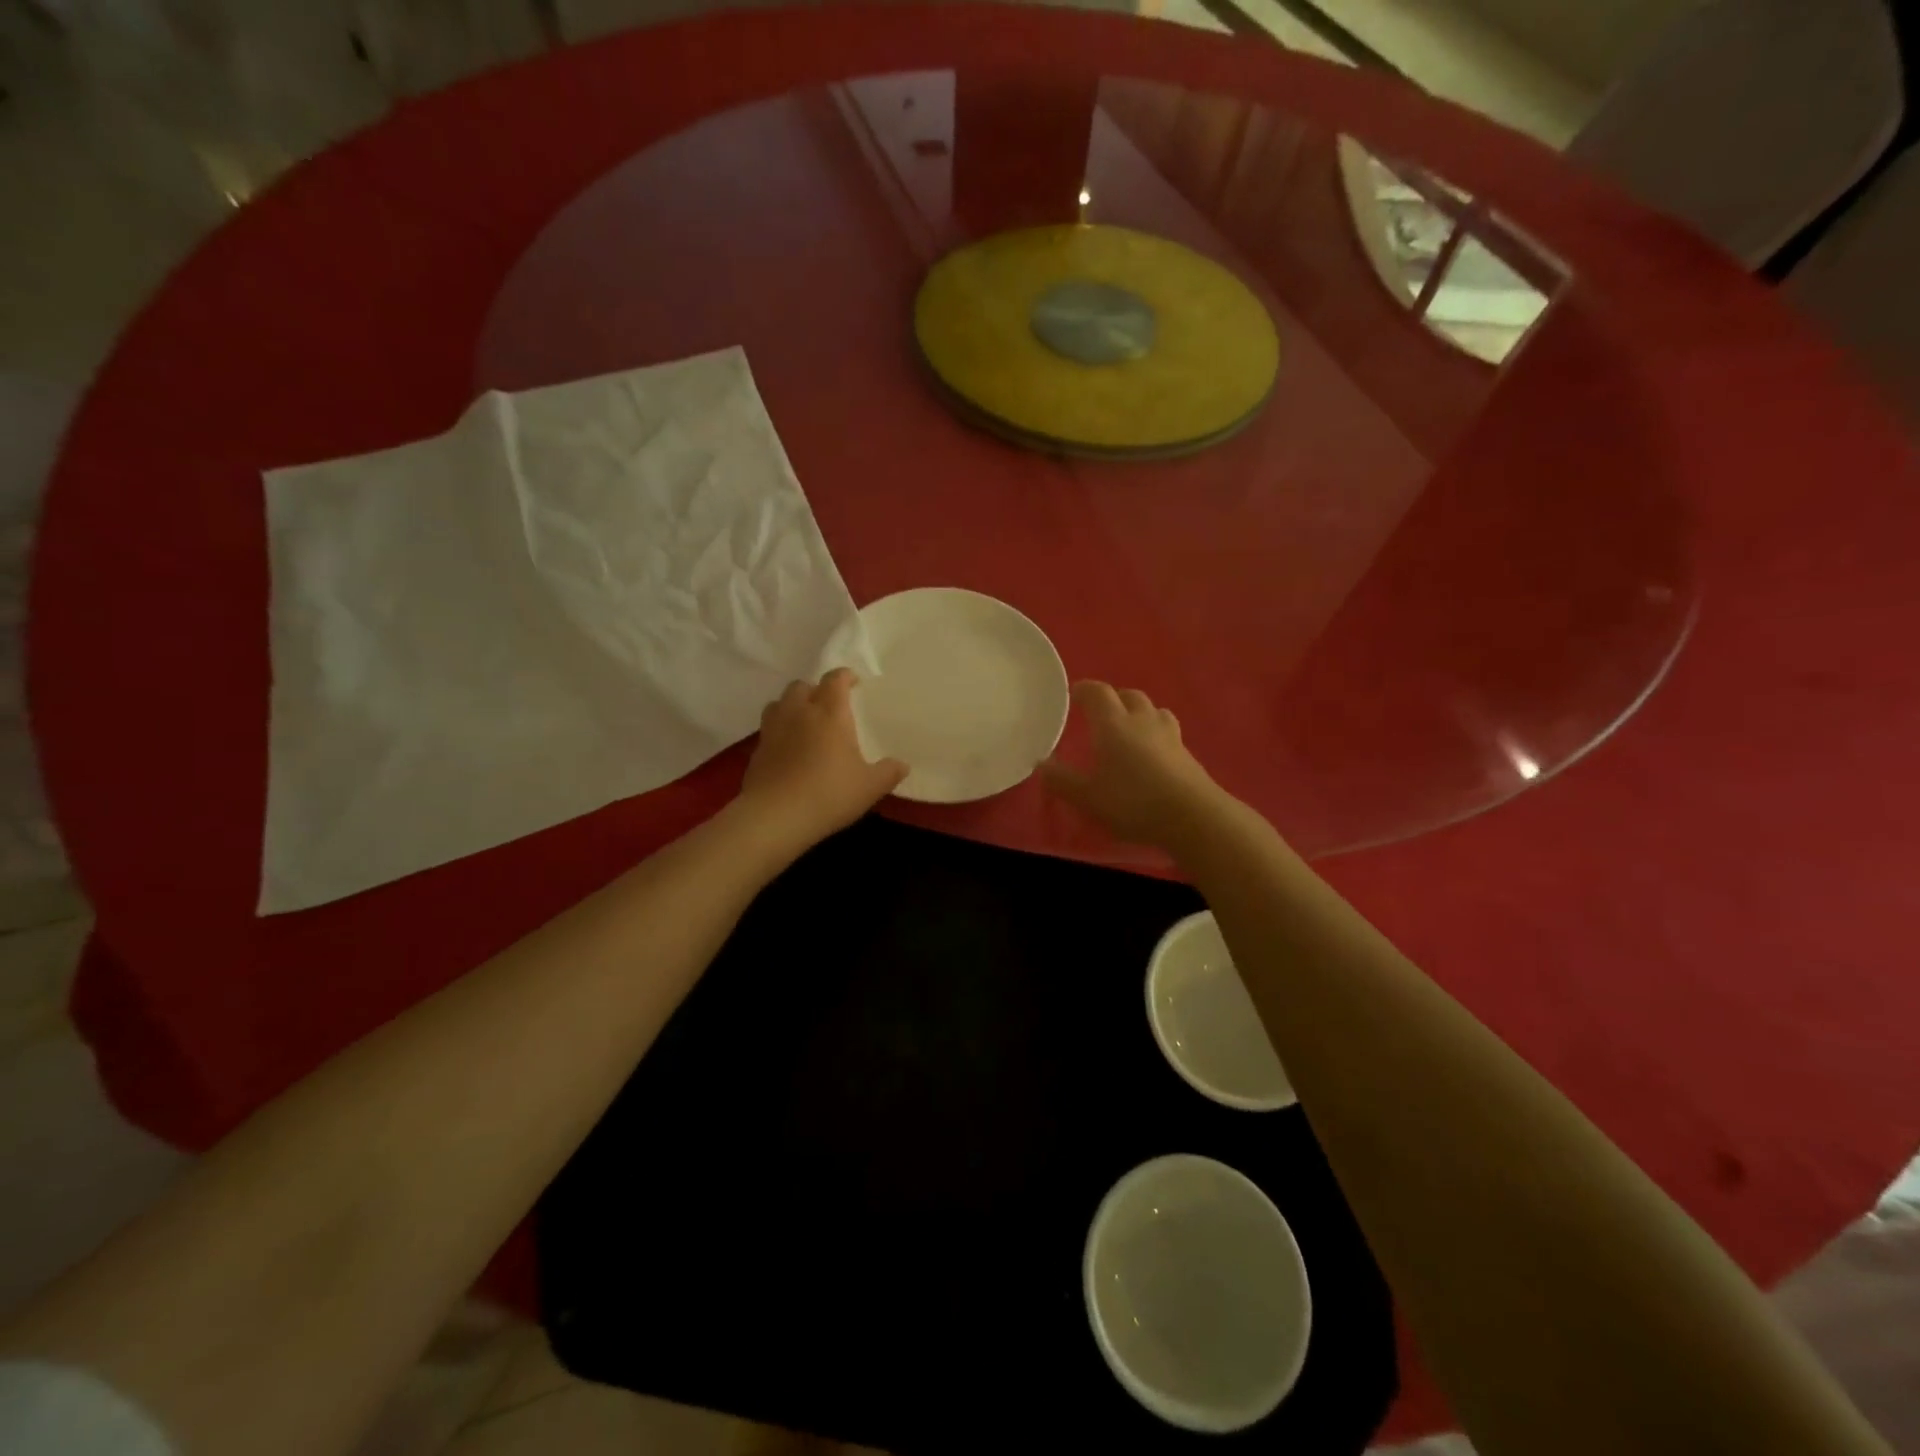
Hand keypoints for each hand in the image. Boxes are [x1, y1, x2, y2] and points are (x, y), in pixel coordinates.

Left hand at [740, 669, 907, 846]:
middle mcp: (798, 712)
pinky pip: (768, 729)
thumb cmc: (829, 794)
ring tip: (804, 723)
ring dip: (792, 706)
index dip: (845, 676)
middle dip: (816, 690)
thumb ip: (888, 773)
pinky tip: (788, 751)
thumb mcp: (869, 787)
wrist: (775, 816)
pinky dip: (779, 732)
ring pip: (779, 703)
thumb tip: (902, 765)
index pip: (835, 679)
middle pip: (802, 686)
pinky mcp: (756, 750)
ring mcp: (773, 730)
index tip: (854, 683)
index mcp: (829, 713)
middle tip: (828, 707)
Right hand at [1040, 682, 1227, 848]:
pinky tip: (1151, 751)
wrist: (1193, 816)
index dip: (1084, 689)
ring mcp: (1169, 735)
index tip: (1073, 692)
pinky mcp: (1187, 753)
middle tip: (1099, 711)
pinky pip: (1167, 730)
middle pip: (1129, 695)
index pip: (1098, 693)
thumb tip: (1040, 763)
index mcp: (1114, 724)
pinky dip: (1155, 732)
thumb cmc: (1133, 802)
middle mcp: (1142, 720)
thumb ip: (1061, 780)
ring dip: (1138, 711)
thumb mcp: (1088, 797)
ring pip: (1153, 710)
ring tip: (1128, 727)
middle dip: (1113, 698)